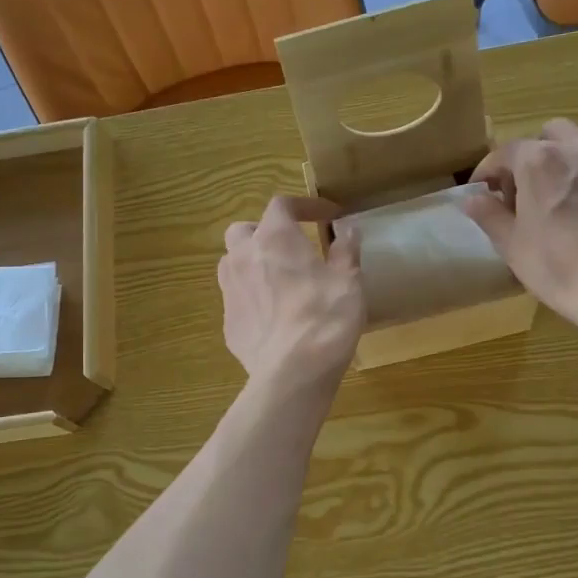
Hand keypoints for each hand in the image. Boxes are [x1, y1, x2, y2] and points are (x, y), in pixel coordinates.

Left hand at [218, 196, 363, 389]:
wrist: (293, 372)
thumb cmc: (325, 318)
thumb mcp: (348, 280)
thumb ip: (346, 249)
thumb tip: (347, 228)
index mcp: (274, 238)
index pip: (282, 205)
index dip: (304, 206)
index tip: (327, 217)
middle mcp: (243, 257)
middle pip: (244, 230)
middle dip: (265, 232)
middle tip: (291, 246)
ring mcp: (229, 291)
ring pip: (233, 264)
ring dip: (252, 263)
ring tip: (277, 279)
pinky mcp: (228, 323)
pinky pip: (237, 300)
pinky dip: (253, 298)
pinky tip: (273, 317)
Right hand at [464, 120, 577, 347]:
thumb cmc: (556, 265)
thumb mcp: (511, 245)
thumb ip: (489, 215)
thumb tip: (472, 199)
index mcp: (539, 162)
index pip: (505, 152)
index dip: (488, 171)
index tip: (482, 192)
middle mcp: (577, 151)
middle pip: (550, 135)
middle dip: (533, 155)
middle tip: (526, 190)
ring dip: (565, 168)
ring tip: (560, 205)